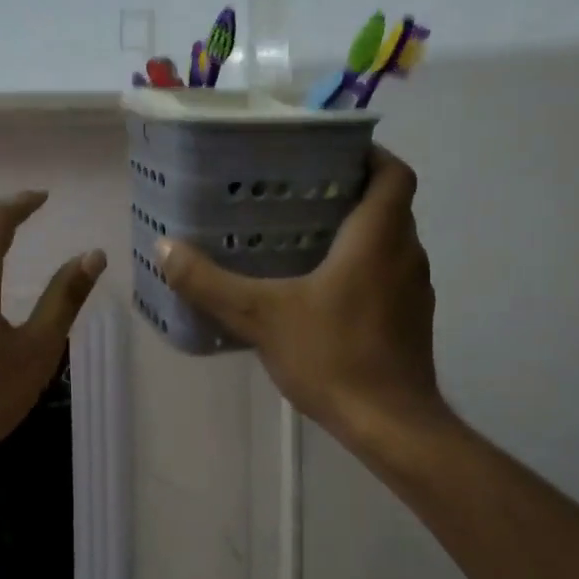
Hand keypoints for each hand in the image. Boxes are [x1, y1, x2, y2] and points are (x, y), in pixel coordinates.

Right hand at [157, 147, 446, 445]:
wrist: (391, 426)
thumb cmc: (333, 356)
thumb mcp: (260, 316)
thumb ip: (210, 282)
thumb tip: (164, 249)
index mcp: (379, 237)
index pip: (394, 173)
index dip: (370, 154)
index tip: (331, 153)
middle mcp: (406, 255)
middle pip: (390, 205)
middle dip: (353, 192)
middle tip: (301, 192)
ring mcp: (415, 291)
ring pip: (391, 242)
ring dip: (359, 232)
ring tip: (305, 234)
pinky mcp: (412, 321)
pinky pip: (389, 275)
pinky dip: (363, 268)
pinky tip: (322, 290)